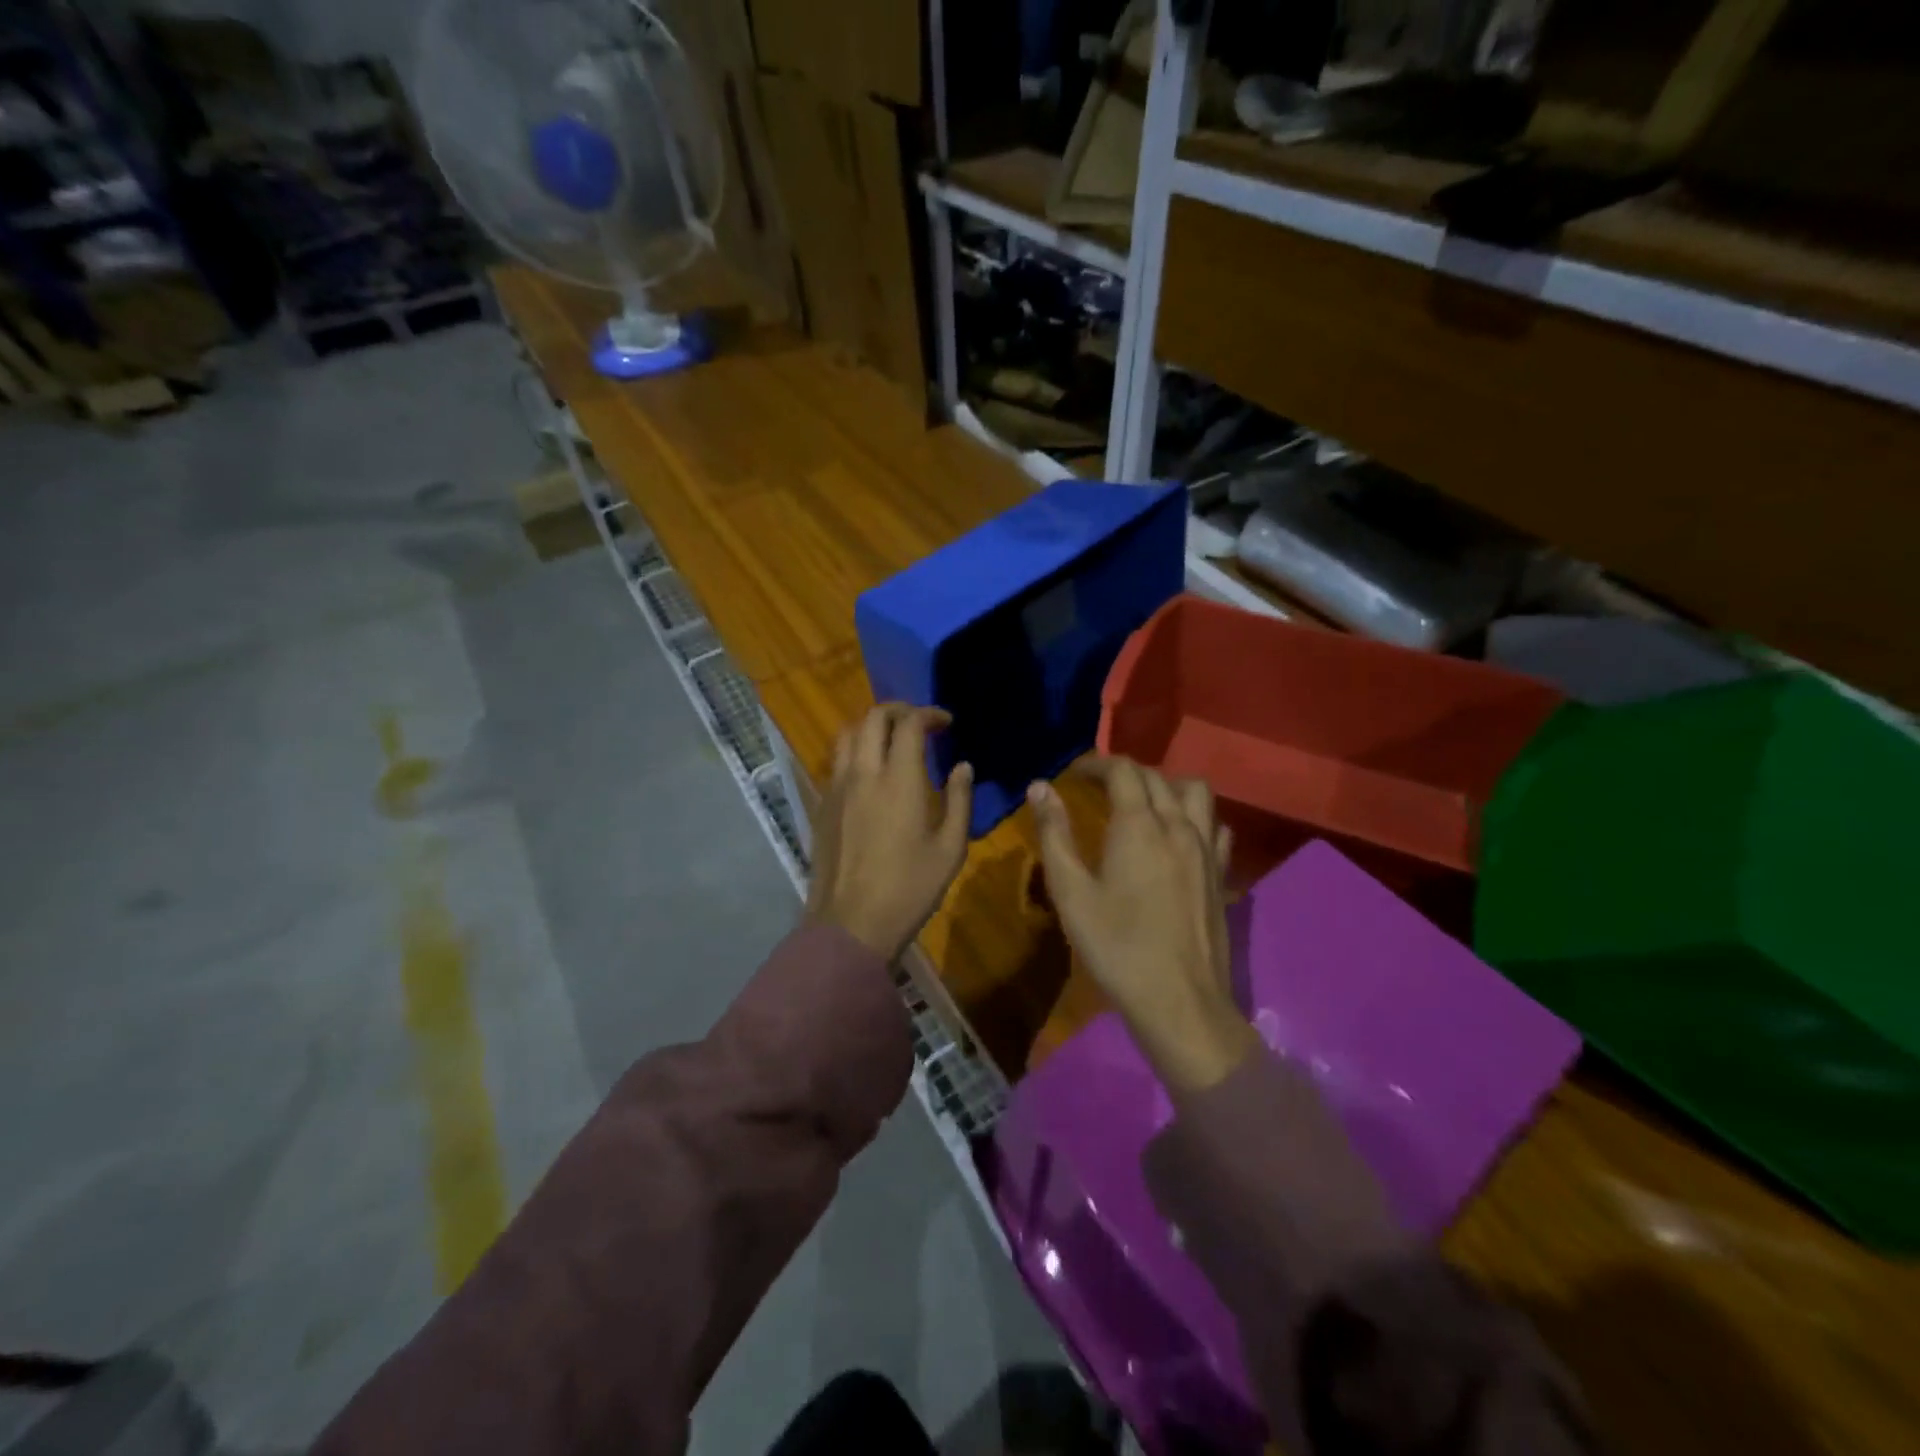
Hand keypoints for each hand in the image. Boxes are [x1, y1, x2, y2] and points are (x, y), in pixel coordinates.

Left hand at [807, 704, 973, 962]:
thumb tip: (962, 766)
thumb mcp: (950, 849)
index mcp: (899, 780)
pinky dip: (855, 750)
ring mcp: (836, 787)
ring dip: (871, 726)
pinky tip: (870, 772)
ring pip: (847, 734)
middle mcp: (863, 773)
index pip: (910, 724)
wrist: (851, 924)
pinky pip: (836, 761)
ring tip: (892, 739)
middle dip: (899, 710)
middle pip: (873, 717)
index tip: (946, 722)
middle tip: (920, 722)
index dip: (929, 714)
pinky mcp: (822, 805)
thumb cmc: (909, 888)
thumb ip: (959, 800)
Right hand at [1029, 760, 1258, 1093]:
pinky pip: (1215, 825)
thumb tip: (1040, 787)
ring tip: (1141, 803)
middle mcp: (1179, 826)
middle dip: (1124, 772)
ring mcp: (1207, 850)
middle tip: (1096, 787)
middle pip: (1156, 777)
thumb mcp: (1071, 893)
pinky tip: (1179, 836)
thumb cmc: (1117, 947)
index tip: (1073, 772)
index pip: (1123, 770)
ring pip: (1195, 793)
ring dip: (1166, 785)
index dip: (1096, 763)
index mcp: (1140, 826)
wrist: (1180, 1002)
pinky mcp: (1221, 874)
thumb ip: (1055, 834)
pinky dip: (1195, 817)